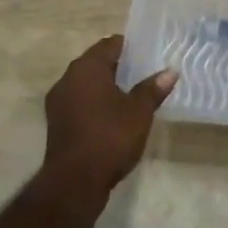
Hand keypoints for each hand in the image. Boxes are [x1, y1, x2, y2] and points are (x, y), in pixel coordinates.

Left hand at [43, 36, 176, 193]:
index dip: (130, 46)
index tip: (147, 54)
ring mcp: (58, 101)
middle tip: (143, 73)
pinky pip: (79, 102)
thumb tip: (170, 71)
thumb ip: (153, 89)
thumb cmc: (110, 137)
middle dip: (118, 66)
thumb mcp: (139, 112)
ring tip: (131, 95)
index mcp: (87, 67)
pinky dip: (95, 103)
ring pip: (86, 83)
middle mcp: (68, 78)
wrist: (74, 182)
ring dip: (105, 86)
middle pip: (96, 62)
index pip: (110, 44)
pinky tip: (112, 116)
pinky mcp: (57, 122)